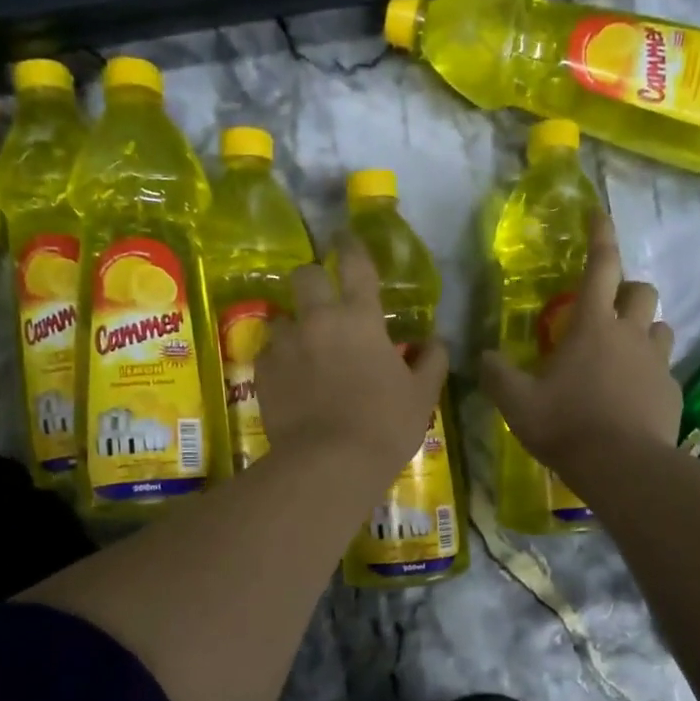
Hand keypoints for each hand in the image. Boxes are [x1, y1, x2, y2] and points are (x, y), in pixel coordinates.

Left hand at [257, 233, 450, 476]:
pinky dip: (281, 360)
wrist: (330, 463)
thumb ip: (432, 360)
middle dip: (312, 279)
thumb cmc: (385, 425)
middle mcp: (319, 320)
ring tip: (306, 354)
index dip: (351, 245)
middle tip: (323, 301)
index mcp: (361, 318)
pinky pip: (269, 353)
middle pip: (305, 276)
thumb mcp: (422, 395)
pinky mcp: (263, 371)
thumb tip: (436, 341)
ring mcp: (286, 344)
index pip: (356, 264)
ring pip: (283, 318)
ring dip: (295, 328)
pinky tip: (291, 382)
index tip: (345, 237)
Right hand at [479, 214, 679, 476]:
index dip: (600, 236)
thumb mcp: (517, 403)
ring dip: (643, 330)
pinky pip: (664, 369)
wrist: (622, 467)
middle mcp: (629, 334)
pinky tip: (634, 396)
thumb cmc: (565, 425)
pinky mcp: (672, 391)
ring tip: (623, 353)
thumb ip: (497, 375)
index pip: (600, 266)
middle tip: (609, 308)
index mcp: (591, 326)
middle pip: (641, 291)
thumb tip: (484, 357)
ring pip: (660, 327)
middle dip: (628, 289)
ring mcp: (656, 363)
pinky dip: (650, 373)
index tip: (598, 214)